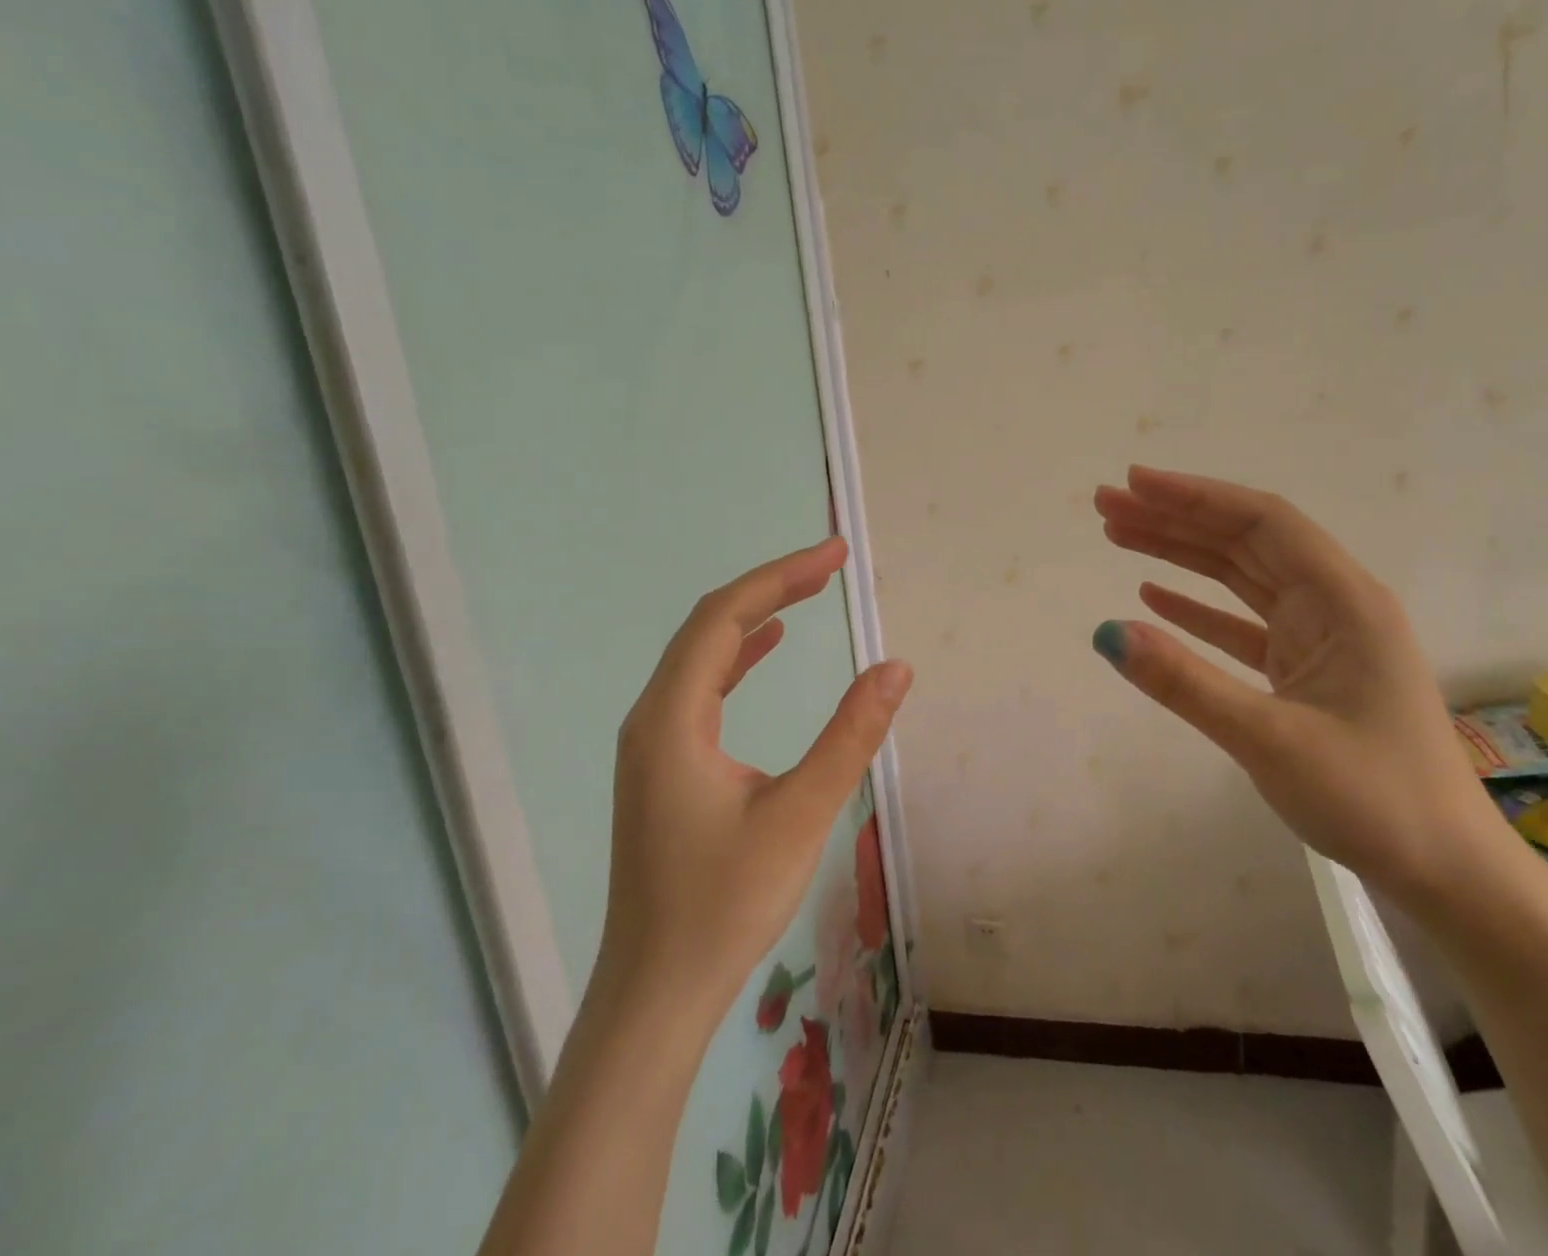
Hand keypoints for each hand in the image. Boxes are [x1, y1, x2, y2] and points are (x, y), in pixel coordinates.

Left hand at [597, 538, 911, 1017]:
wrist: (655, 994)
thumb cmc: (724, 906)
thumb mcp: (800, 814)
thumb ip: (850, 736)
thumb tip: (896, 668)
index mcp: (671, 719)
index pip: (724, 618)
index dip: (781, 576)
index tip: (835, 554)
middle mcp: (652, 719)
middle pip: (708, 626)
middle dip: (771, 587)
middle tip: (830, 564)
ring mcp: (652, 743)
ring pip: (702, 655)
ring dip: (754, 617)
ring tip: (806, 591)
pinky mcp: (663, 767)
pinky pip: (700, 688)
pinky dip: (737, 656)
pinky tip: (766, 648)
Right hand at [1092, 466, 1505, 903]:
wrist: (1445, 871)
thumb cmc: (1372, 799)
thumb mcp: (1269, 739)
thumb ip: (1186, 683)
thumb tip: (1108, 634)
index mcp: (1343, 601)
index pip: (1261, 523)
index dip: (1194, 496)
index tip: (1133, 483)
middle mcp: (1334, 605)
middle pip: (1245, 541)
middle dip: (1174, 518)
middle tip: (1106, 506)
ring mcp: (1320, 638)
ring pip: (1241, 577)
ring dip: (1181, 555)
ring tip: (1119, 536)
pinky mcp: (1307, 670)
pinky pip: (1243, 623)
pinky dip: (1199, 607)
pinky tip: (1156, 596)